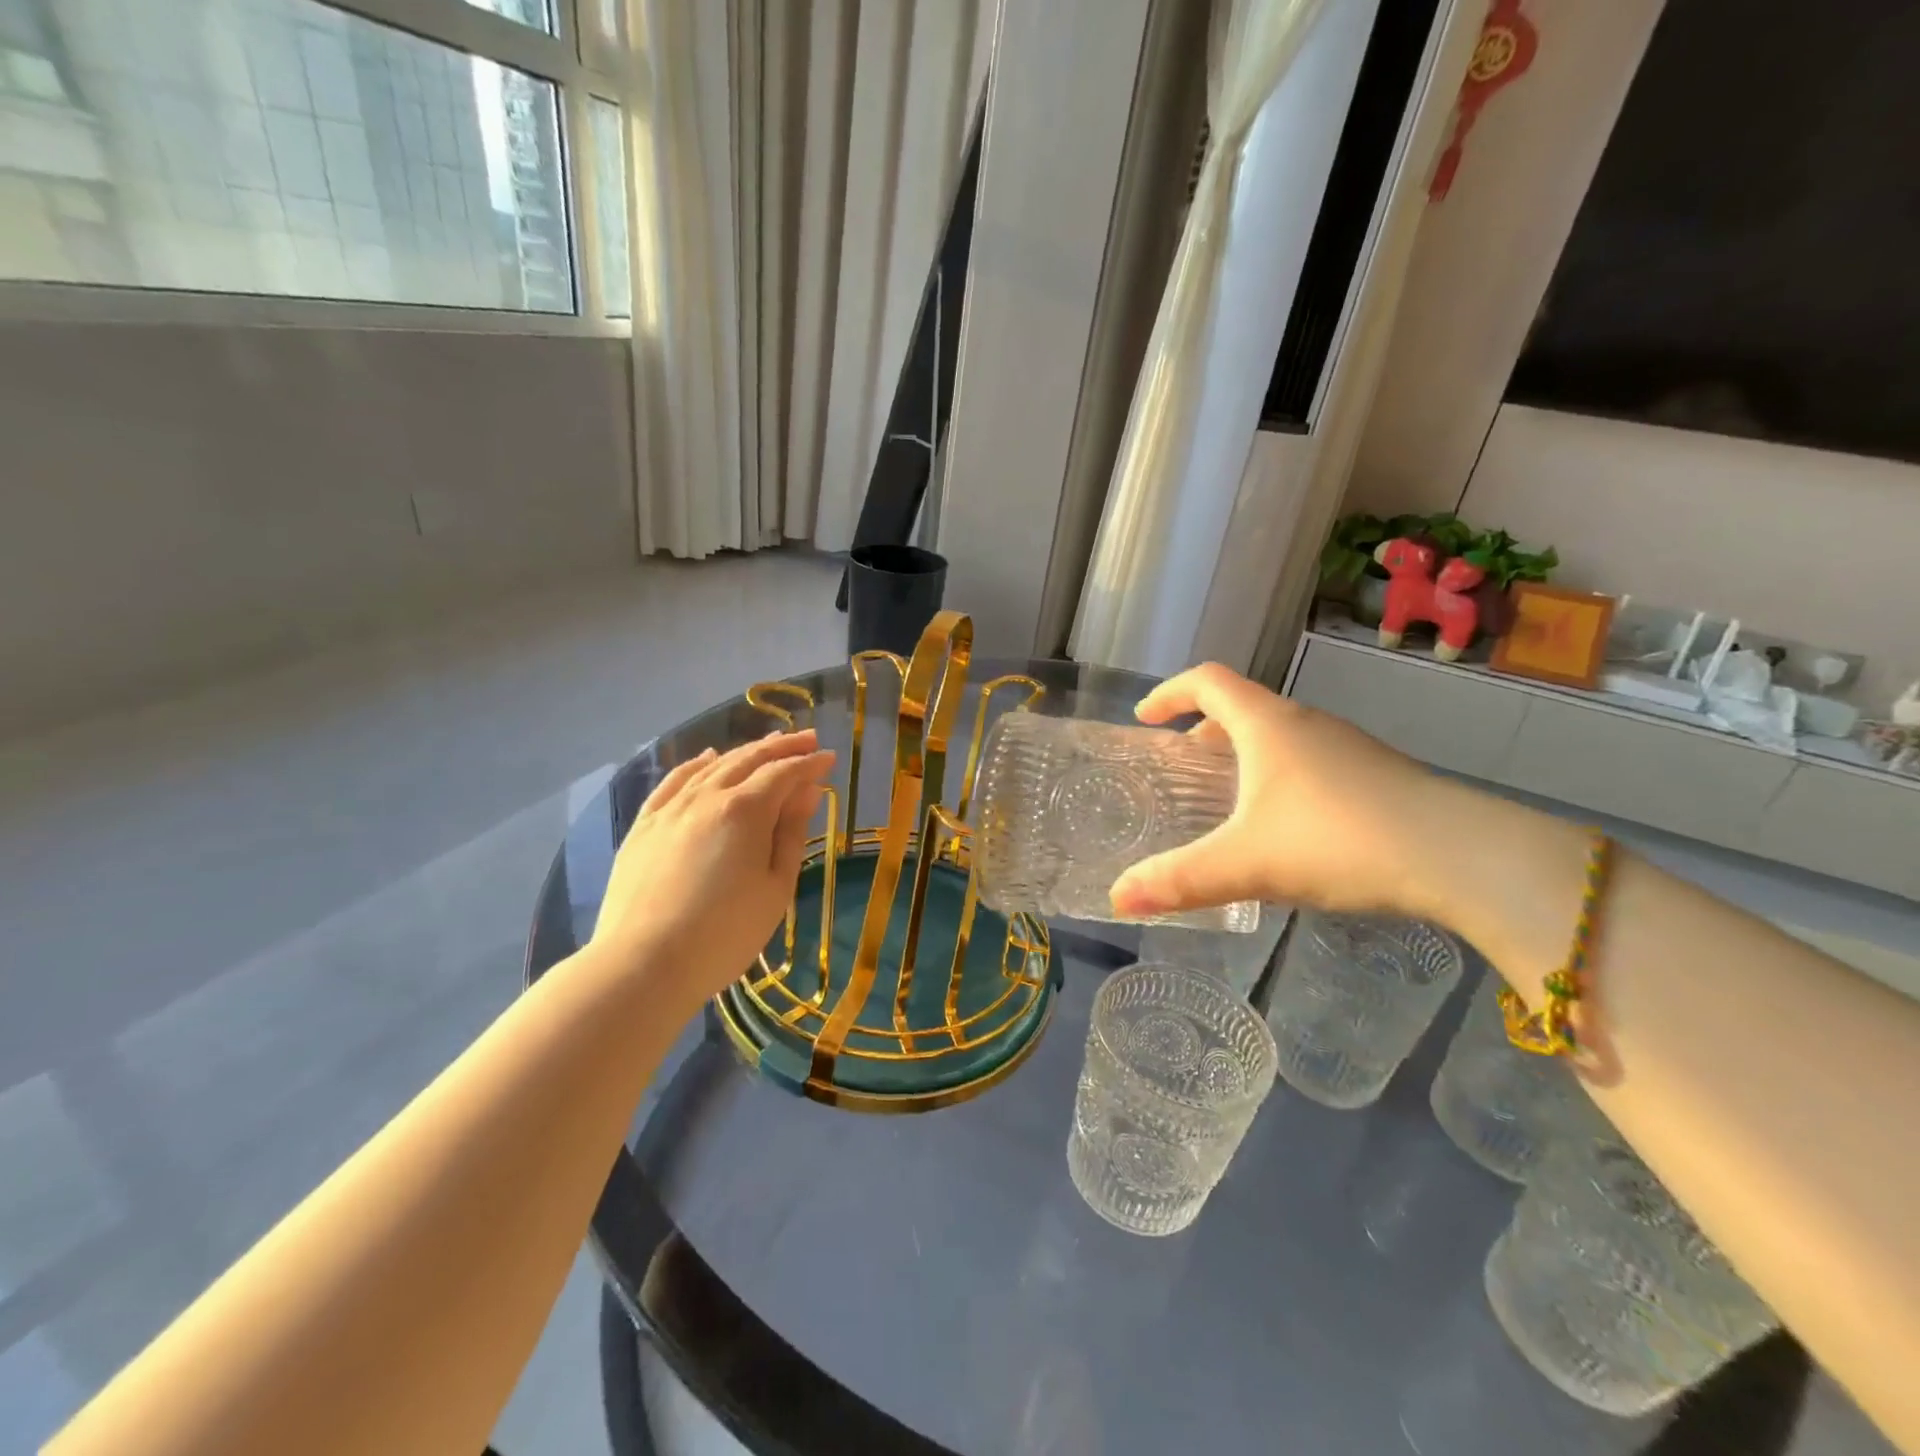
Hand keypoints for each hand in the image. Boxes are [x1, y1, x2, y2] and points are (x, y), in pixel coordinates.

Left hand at [591, 730, 834, 1012]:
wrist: (643, 965)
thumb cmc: (725, 934)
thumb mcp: (775, 888)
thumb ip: (790, 834)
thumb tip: (805, 793)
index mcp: (745, 811)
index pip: (784, 773)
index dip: (809, 764)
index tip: (829, 758)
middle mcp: (707, 796)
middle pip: (749, 759)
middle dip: (781, 746)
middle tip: (807, 739)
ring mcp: (670, 808)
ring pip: (713, 766)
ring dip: (744, 751)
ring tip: (766, 745)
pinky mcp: (644, 826)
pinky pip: (674, 781)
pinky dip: (696, 764)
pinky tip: (708, 759)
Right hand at [1108, 663, 1453, 921]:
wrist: (1460, 855)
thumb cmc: (1337, 839)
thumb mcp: (1246, 864)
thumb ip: (1179, 880)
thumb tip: (1117, 898)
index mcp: (1267, 725)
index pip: (1207, 681)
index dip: (1169, 692)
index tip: (1144, 718)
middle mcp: (1305, 723)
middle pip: (1243, 707)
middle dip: (1204, 730)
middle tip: (1182, 766)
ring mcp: (1347, 747)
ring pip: (1280, 736)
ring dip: (1244, 754)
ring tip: (1228, 799)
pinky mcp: (1376, 774)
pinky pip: (1310, 761)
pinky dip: (1279, 776)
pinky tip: (1286, 827)